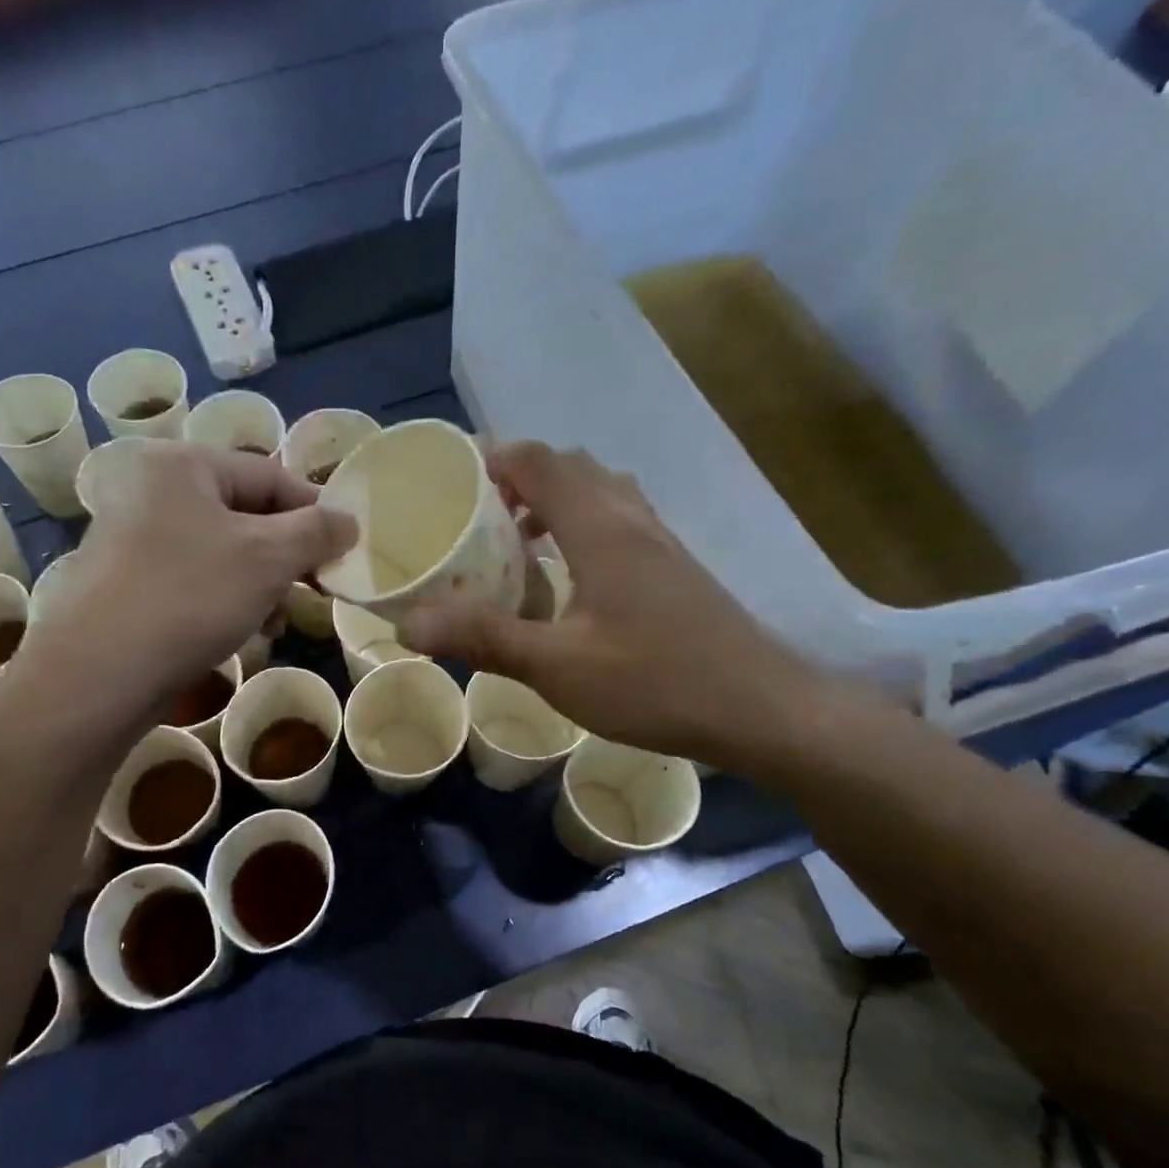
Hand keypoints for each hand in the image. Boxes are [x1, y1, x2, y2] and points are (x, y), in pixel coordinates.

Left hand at [16, 442, 355, 719]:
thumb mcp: (267, 558)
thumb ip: (316, 532)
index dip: (315, 511)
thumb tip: (348, 521)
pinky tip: (246, 632)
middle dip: (286, 556)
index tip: (344, 550)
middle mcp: (152, 492)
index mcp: (182, 466)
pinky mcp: (130, 584)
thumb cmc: (190, 597)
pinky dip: (228, 600)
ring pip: (223, 553)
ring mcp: (135, 539)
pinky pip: (196, 580)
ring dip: (261, 585)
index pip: (270, 475)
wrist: (99, 673)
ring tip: (277, 620)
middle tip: (314, 589)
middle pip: (246, 515)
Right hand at [400, 442, 830, 769]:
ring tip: (517, 542)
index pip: (540, 462)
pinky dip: (583, 527)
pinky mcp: (676, 570)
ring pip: (601, 494)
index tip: (453, 479)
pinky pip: (620, 523)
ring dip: (555, 501)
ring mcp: (661, 544)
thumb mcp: (556, 666)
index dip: (494, 459)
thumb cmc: (654, 681)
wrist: (761, 708)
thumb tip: (407, 624)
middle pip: (572, 469)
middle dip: (521, 478)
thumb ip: (483, 638)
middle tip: (478, 515)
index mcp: (600, 529)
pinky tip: (569, 580)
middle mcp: (632, 521)